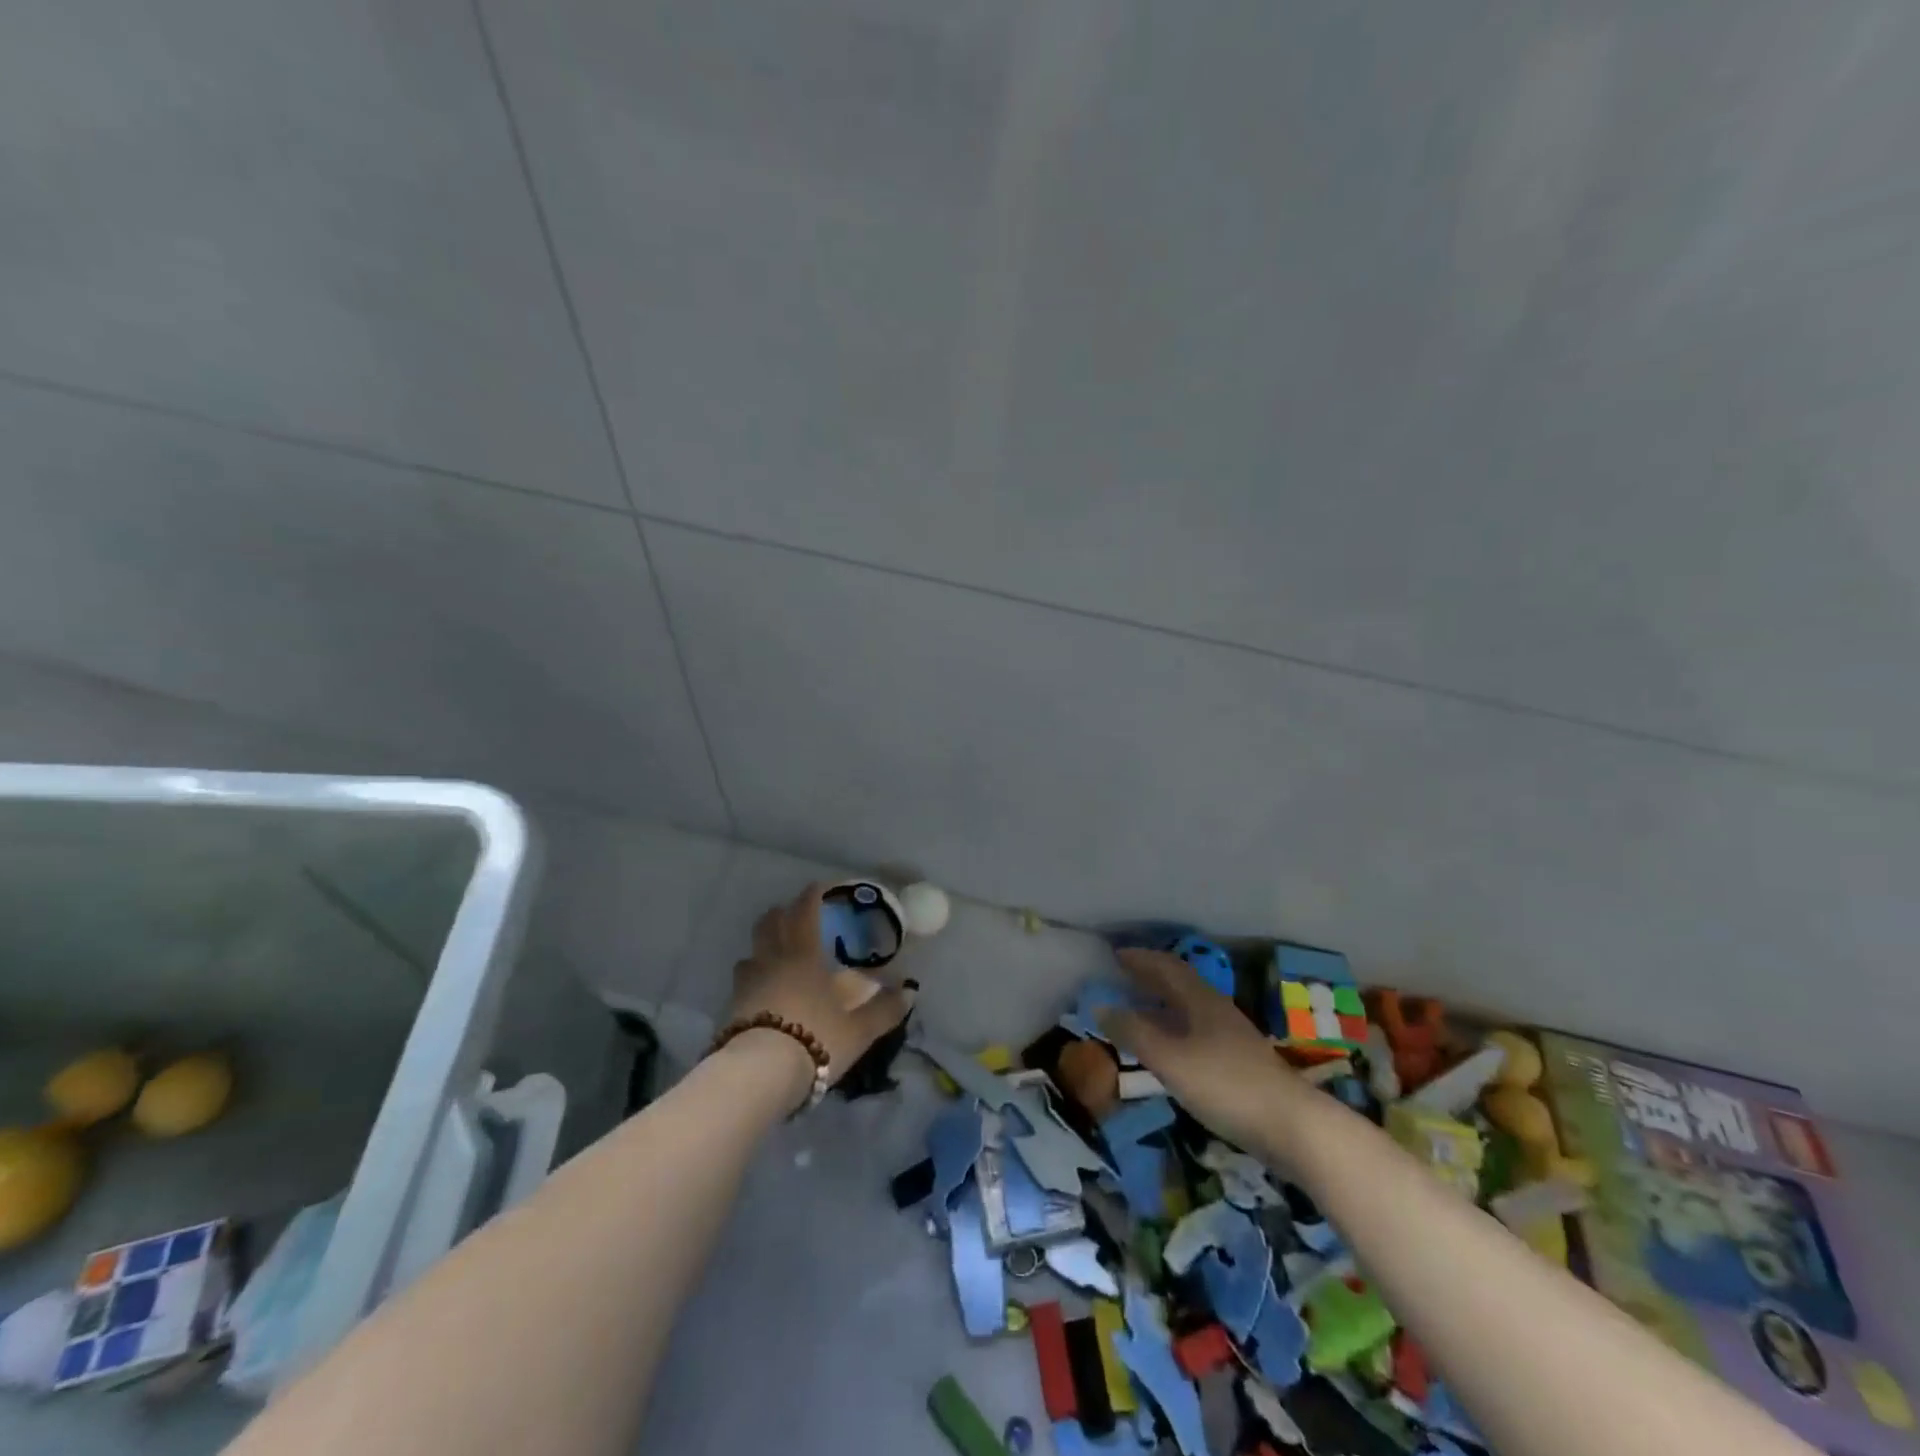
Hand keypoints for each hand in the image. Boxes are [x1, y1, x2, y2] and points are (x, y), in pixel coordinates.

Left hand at [724, 884, 912, 1102]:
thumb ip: (885, 1009)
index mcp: (804, 955)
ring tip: (776, 955)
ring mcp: (747, 982)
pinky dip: (752, 977)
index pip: (805, 912)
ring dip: (763, 946)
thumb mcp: (859, 1029)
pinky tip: (761, 992)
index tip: (820, 887)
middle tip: (795, 915)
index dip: (812, 895)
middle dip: (782, 913)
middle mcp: (773, 960)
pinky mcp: (731, 1007)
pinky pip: (741, 981)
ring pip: (751, 951)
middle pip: (770, 923)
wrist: (760, 1073)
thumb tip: (910, 991)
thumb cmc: (816, 1039)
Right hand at [1097, 948, 1318, 1164]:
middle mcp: (1216, 1010)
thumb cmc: (1225, 1084)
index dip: (1141, 958)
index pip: (1167, 967)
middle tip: (1122, 977)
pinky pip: (1196, 1032)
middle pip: (1180, 984)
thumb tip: (1100, 1006)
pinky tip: (1167, 1049)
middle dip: (1150, 977)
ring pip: (1189, 1009)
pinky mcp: (1238, 1063)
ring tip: (1137, 1011)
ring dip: (1162, 1004)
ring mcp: (1230, 1037)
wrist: (1292, 1127)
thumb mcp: (1170, 1059)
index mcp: (1201, 1000)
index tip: (1116, 955)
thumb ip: (1134, 1033)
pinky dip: (1174, 1029)